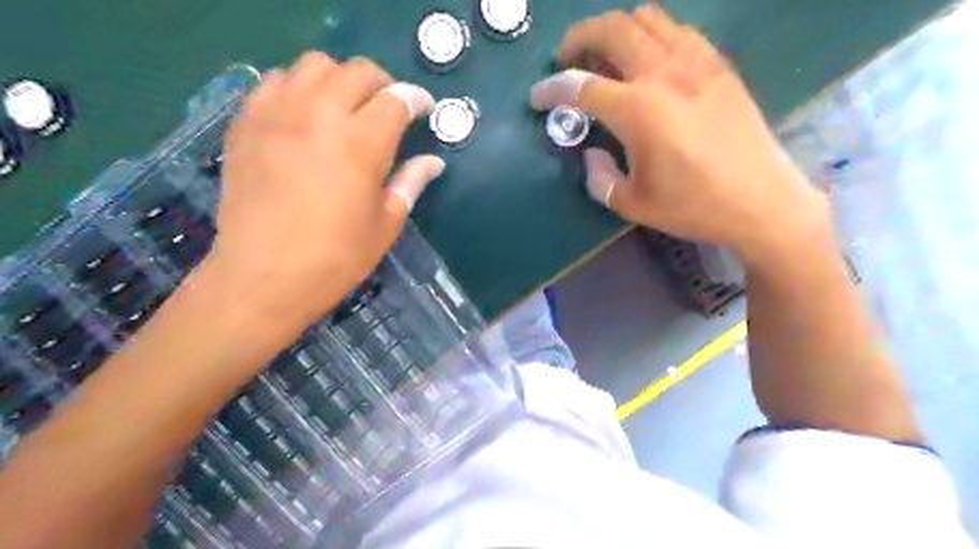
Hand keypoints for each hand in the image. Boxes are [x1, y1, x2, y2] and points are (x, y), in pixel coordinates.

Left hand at [199, 53, 443, 340]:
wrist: (264, 278)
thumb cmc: (336, 257)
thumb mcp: (385, 224)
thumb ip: (410, 183)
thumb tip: (434, 162)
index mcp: (361, 144)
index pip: (397, 98)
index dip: (417, 99)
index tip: (424, 110)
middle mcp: (318, 116)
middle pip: (357, 70)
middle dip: (382, 83)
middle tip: (389, 108)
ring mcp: (276, 115)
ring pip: (313, 65)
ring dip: (339, 79)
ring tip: (345, 107)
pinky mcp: (246, 124)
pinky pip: (274, 82)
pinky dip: (297, 88)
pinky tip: (304, 116)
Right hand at [532, 2, 827, 260]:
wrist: (761, 201)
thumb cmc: (693, 207)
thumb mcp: (632, 204)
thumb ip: (599, 178)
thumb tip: (592, 155)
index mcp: (638, 111)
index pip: (580, 86)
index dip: (551, 89)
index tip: (538, 98)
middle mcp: (664, 74)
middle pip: (613, 28)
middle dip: (579, 37)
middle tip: (567, 59)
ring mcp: (697, 63)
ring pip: (647, 18)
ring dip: (617, 30)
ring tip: (607, 57)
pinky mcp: (719, 66)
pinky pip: (679, 30)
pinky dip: (653, 36)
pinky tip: (650, 62)